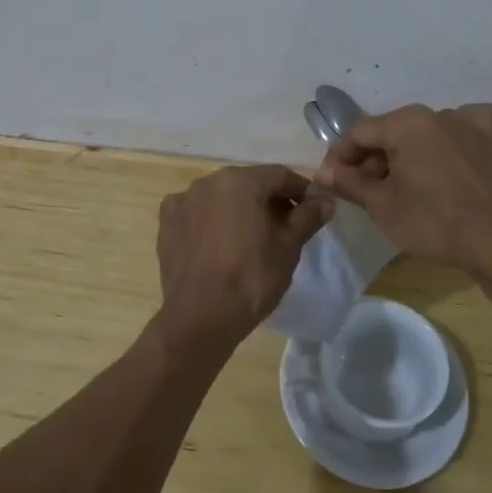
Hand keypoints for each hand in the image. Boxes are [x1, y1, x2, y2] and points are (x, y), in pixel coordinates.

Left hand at [155, 165, 333, 344]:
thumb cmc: (252, 277)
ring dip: (238, 210)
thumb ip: (307, 217)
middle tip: (285, 227)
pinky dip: (210, 221)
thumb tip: (325, 200)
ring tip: (251, 238)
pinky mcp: (166, 224)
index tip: (311, 210)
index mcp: (240, 181)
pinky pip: (196, 214)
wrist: (201, 316)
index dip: (300, 190)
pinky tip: (218, 244)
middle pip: (248, 184)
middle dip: (269, 200)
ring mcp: (182, 201)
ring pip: (220, 198)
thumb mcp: (288, 247)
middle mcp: (208, 181)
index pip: (279, 176)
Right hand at [315, 103, 491, 272]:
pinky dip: (451, 138)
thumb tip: (322, 172)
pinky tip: (449, 156)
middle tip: (365, 190)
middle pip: (391, 131)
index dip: (340, 156)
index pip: (359, 133)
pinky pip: (463, 128)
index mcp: (405, 123)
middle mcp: (436, 112)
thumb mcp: (381, 205)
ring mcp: (469, 122)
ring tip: (404, 184)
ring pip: (424, 131)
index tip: (333, 181)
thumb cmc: (432, 222)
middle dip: (373, 157)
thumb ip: (348, 182)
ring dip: (408, 152)